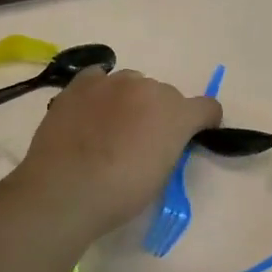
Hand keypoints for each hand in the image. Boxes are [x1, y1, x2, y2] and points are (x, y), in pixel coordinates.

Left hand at [14, 67, 221, 235]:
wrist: (64, 190)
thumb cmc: (120, 193)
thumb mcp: (160, 175)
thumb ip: (169, 147)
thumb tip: (159, 140)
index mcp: (176, 113)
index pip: (207, 107)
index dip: (203, 122)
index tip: (194, 135)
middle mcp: (149, 88)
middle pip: (165, 95)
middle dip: (160, 113)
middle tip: (141, 140)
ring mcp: (113, 81)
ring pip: (132, 83)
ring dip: (130, 100)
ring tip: (110, 126)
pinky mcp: (81, 83)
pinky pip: (99, 78)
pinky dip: (100, 92)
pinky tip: (90, 111)